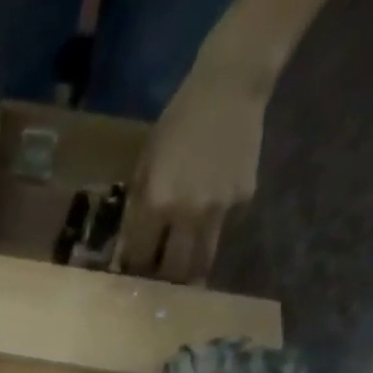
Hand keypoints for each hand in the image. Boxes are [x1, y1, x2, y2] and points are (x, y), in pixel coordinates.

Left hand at [120, 73, 267, 282]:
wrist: (230, 86)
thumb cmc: (178, 123)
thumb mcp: (146, 165)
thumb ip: (138, 210)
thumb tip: (129, 252)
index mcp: (157, 203)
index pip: (139, 258)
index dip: (134, 272)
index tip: (131, 278)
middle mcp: (188, 213)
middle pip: (173, 272)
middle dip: (162, 283)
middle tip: (156, 286)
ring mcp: (219, 209)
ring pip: (202, 263)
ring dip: (189, 276)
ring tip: (181, 281)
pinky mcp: (243, 200)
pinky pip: (223, 232)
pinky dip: (211, 236)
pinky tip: (207, 225)